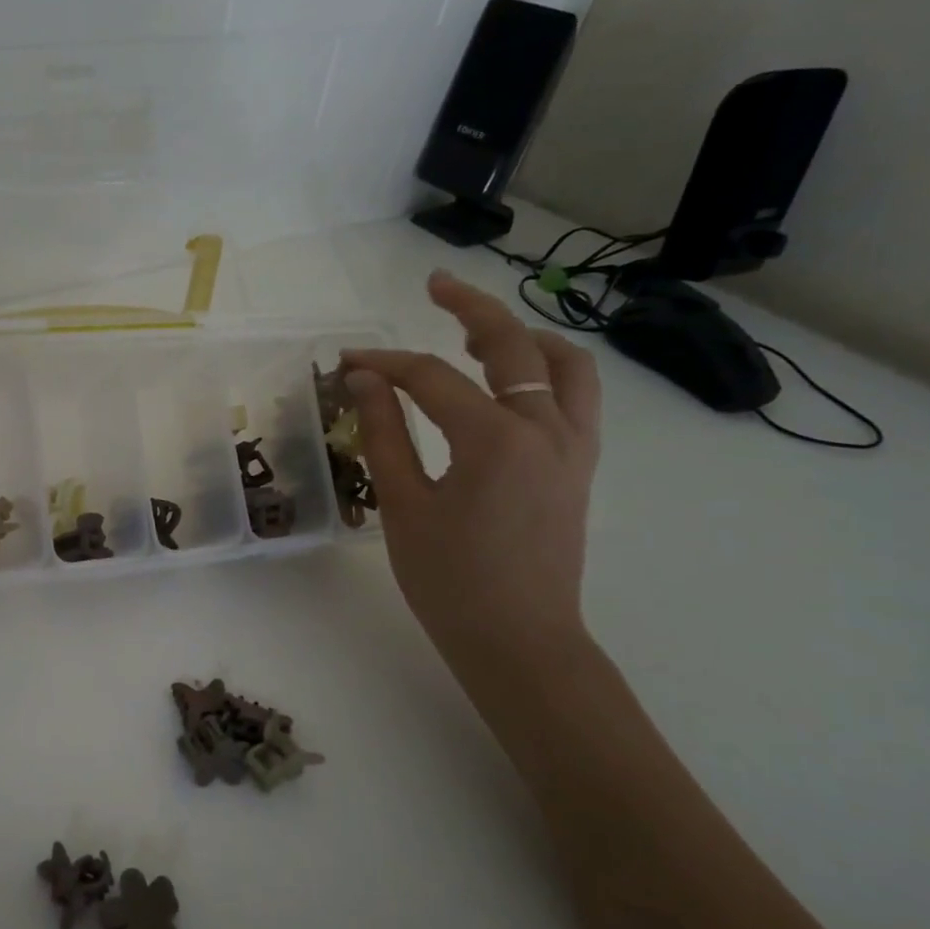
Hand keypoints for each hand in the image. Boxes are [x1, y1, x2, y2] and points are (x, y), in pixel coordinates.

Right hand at [343, 269, 599, 672]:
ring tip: (481, 331)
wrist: (520, 641)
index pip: (433, 378)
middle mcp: (545, 428)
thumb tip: (365, 380)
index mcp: (495, 440)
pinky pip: (577, 396)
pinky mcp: (581, 465)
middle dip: (469, 309)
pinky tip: (514, 381)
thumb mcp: (403, 506)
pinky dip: (548, 370)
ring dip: (522, 335)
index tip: (348, 362)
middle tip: (434, 287)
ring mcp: (573, 446)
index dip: (385, 364)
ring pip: (563, 363)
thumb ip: (384, 434)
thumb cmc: (450, 582)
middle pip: (512, 345)